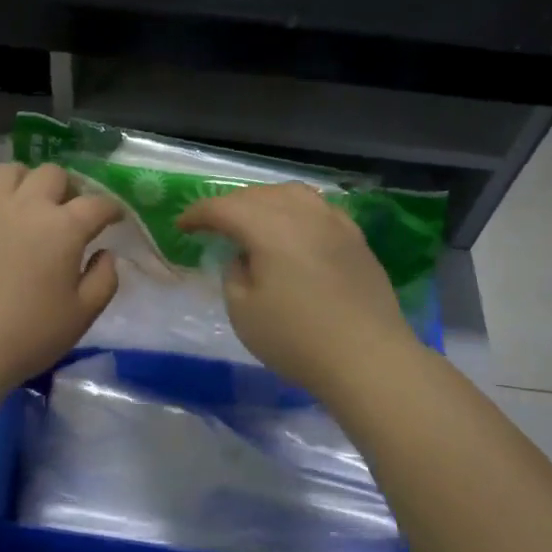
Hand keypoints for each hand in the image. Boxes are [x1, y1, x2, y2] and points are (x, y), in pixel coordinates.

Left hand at [0, 163, 122, 396]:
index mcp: (64, 227)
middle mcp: (26, 206)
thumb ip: (104, 279)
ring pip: (8, 170)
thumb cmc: (30, 335)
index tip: (115, 219)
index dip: (111, 209)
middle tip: (69, 212)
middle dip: (68, 188)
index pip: (97, 204)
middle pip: (53, 174)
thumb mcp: (83, 314)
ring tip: (26, 202)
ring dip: (24, 180)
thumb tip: (106, 254)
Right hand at [178, 182, 417, 396]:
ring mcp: (335, 223)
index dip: (198, 214)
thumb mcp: (243, 312)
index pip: (224, 207)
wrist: (368, 358)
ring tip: (253, 221)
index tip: (182, 227)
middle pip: (258, 195)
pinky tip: (295, 231)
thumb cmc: (296, 338)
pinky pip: (319, 209)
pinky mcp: (356, 239)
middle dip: (229, 205)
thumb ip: (233, 274)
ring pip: (292, 194)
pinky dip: (297, 211)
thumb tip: (242, 257)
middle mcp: (302, 214)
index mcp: (269, 227)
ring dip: (265, 202)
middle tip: (213, 225)